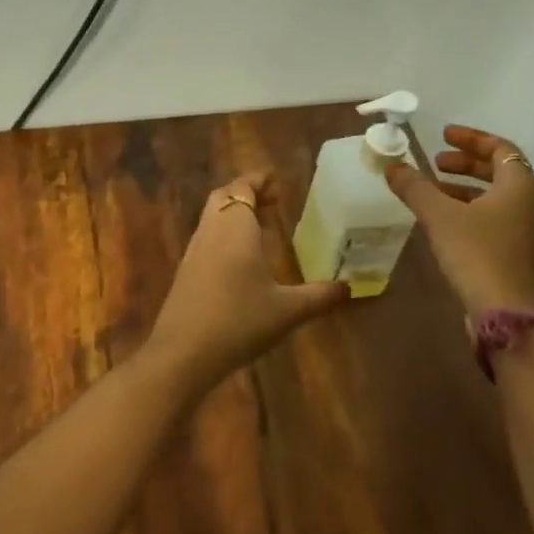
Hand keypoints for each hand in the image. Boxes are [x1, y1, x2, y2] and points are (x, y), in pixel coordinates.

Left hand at [142, 171, 348, 386]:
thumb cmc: (239, 322)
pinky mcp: (185, 271)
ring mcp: (194, 251)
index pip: (243, 188)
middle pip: (224, 197)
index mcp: (235, 228)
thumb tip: (350, 287)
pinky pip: (206, 238)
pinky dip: (224, 234)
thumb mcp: (287, 311)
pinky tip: (241, 260)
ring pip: (212, 217)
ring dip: (234, 214)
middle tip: (272, 202)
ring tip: (262, 228)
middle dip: (247, 193)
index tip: (276, 181)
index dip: (258, 180)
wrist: (183, 353)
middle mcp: (211, 231)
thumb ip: (319, 296)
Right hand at [383, 125, 533, 316]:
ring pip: (497, 198)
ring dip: (466, 188)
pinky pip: (495, 219)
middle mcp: (530, 204)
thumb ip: (415, 188)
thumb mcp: (440, 216)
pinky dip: (471, 210)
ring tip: (434, 191)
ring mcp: (527, 232)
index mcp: (520, 187)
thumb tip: (392, 166)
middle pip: (500, 172)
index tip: (443, 135)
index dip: (471, 139)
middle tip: (435, 162)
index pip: (501, 149)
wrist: (506, 313)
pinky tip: (445, 222)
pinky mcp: (518, 254)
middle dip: (466, 163)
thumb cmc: (477, 254)